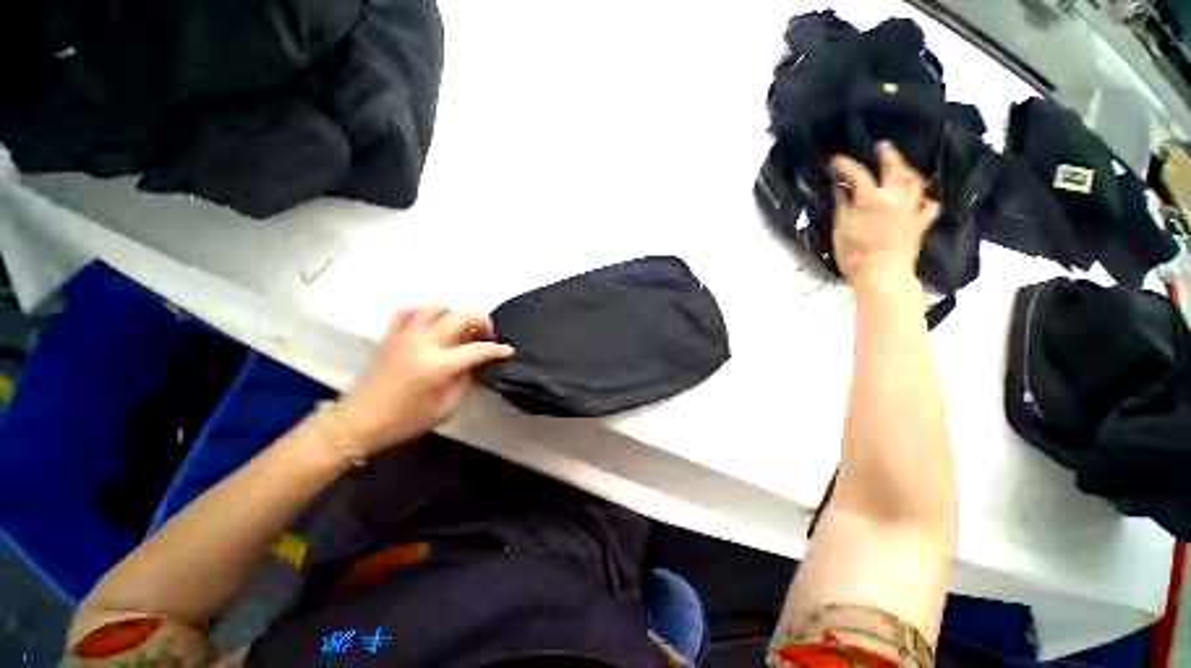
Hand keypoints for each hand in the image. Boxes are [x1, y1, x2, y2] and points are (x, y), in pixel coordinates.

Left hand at [334, 307, 514, 455]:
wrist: (359, 421)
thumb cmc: (405, 420)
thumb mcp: (446, 407)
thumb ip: (466, 381)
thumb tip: (476, 363)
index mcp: (438, 365)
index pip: (478, 349)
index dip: (497, 349)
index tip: (508, 351)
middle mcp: (423, 343)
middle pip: (461, 316)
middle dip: (482, 321)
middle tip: (486, 335)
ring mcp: (405, 335)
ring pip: (437, 307)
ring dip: (455, 314)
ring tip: (460, 329)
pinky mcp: (391, 334)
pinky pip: (411, 311)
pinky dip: (427, 313)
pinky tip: (433, 325)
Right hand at [830, 141, 940, 287]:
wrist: (882, 274)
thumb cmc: (855, 254)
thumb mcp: (841, 228)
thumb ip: (842, 205)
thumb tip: (841, 187)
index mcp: (872, 198)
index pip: (857, 174)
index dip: (845, 165)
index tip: (835, 160)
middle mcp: (896, 197)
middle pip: (894, 169)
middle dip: (888, 155)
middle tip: (883, 146)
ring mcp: (912, 209)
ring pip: (915, 182)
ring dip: (909, 171)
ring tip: (903, 166)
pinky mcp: (920, 223)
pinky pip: (929, 205)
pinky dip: (926, 199)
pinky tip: (922, 198)